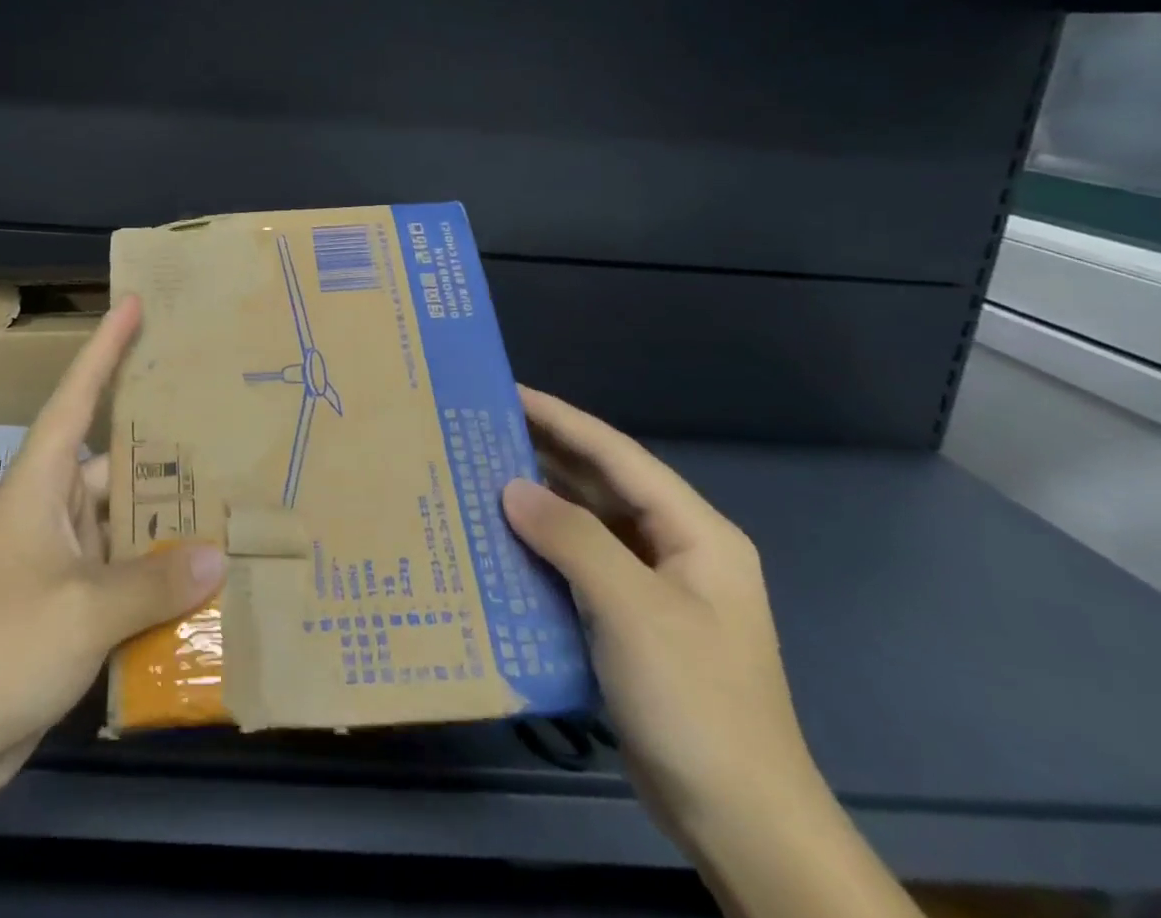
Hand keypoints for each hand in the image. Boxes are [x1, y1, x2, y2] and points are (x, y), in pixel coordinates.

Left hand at [0, 293, 226, 799]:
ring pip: (124, 525)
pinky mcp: (67, 607)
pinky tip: (205, 585)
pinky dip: (157, 579)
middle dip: (165, 452)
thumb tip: (216, 555)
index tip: (134, 305)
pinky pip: (123, 576)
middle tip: (227, 429)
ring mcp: (60, 560)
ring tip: (233, 507)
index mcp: (42, 483)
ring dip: (167, 525)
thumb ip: (152, 581)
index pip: (76, 396)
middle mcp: (53, 509)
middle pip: (116, 464)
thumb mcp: (82, 608)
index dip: (105, 348)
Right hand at [501, 389, 824, 848]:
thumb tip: (510, 488)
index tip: (506, 392)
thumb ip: (572, 538)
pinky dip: (540, 548)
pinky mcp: (629, 623)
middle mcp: (675, 550)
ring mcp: (653, 589)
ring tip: (477, 474)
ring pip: (586, 524)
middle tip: (478, 428)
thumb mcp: (633, 610)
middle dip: (544, 453)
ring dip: (537, 501)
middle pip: (601, 484)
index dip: (561, 419)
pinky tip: (497, 541)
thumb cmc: (695, 702)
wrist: (740, 825)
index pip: (617, 455)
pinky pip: (577, 565)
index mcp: (695, 534)